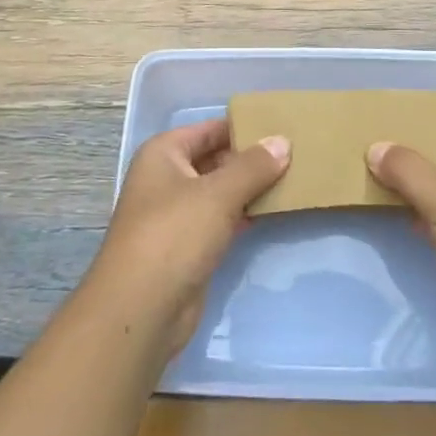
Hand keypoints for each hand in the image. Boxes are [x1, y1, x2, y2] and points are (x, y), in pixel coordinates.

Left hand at [89, 118, 290, 356]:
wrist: (141, 310)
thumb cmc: (174, 235)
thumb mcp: (218, 194)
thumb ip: (253, 166)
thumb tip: (283, 141)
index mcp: (163, 154)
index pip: (209, 129)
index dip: (243, 126)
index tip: (281, 125)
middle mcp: (167, 178)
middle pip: (215, 159)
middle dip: (251, 158)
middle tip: (294, 152)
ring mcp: (176, 215)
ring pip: (220, 191)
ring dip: (251, 188)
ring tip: (293, 177)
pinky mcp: (188, 247)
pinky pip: (222, 219)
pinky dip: (245, 214)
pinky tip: (274, 210)